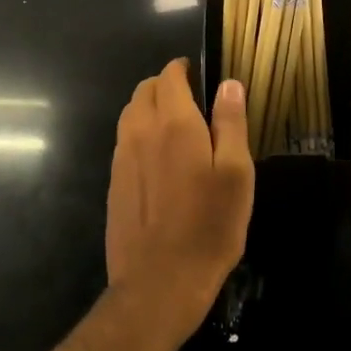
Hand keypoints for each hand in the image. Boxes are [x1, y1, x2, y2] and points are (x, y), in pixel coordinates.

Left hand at [104, 60, 253, 350]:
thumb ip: (230, 123)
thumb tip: (228, 84)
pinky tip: (159, 159)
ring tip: (176, 126)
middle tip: (192, 99)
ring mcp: (121, 158)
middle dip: (165, 85)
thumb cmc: (209, 226)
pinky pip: (124, 142)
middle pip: (144, 90)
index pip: (169, 76)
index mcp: (173, 123)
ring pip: (130, 114)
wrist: (159, 282)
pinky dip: (140, 134)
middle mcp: (140, 132)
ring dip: (149, 108)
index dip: (183, 69)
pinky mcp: (114, 183)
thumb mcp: (236, 174)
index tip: (199, 74)